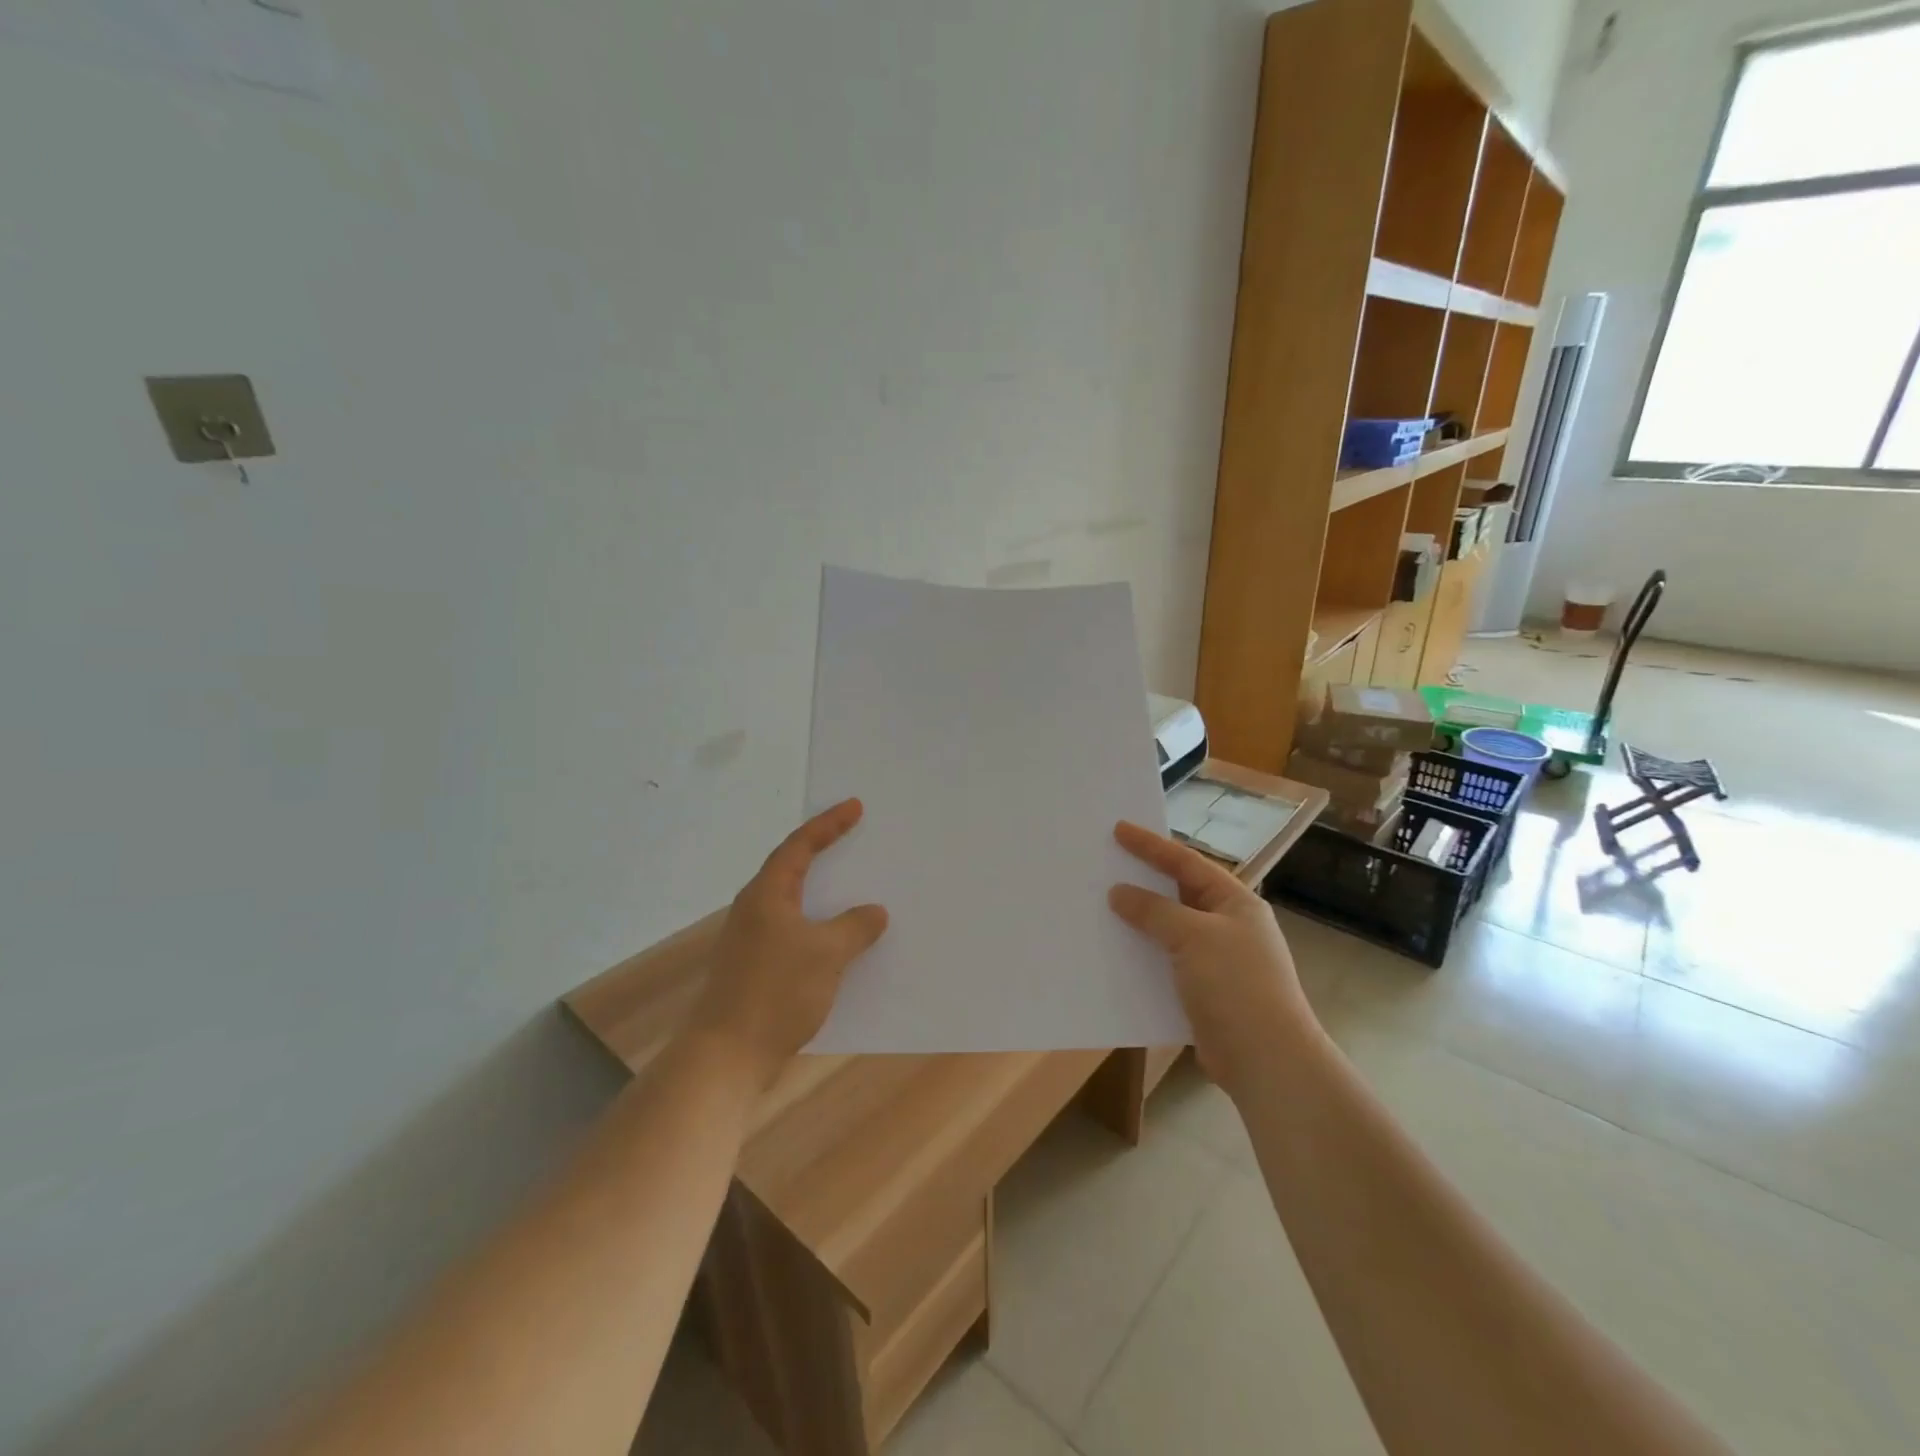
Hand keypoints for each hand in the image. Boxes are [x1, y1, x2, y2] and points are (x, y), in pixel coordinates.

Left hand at [689, 799, 889, 1088]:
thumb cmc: (775, 993)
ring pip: (796, 907)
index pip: (799, 846)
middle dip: (824, 855)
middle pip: (792, 871)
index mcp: (766, 895)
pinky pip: (796, 936)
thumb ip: (854, 928)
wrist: (726, 1058)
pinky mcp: (757, 971)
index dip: (828, 825)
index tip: (854, 807)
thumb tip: (873, 912)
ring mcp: (752, 943)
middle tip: (855, 840)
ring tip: (857, 891)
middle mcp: (755, 911)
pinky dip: (821, 931)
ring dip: (825, 898)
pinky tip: (843, 946)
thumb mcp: (826, 954)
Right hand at [1107, 821, 1318, 1096]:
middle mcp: (1227, 926)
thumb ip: (1154, 911)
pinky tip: (1115, 953)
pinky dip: (1142, 955)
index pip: (1187, 863)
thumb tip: (1119, 893)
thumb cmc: (1236, 985)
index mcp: (1235, 903)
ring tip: (1101, 906)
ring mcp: (1216, 961)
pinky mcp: (1202, 992)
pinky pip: (1165, 962)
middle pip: (1178, 894)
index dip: (1152, 845)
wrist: (1266, 1060)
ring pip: (1169, 930)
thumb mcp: (1193, 936)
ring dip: (1139, 921)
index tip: (1118, 829)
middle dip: (1143, 880)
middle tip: (1107, 864)